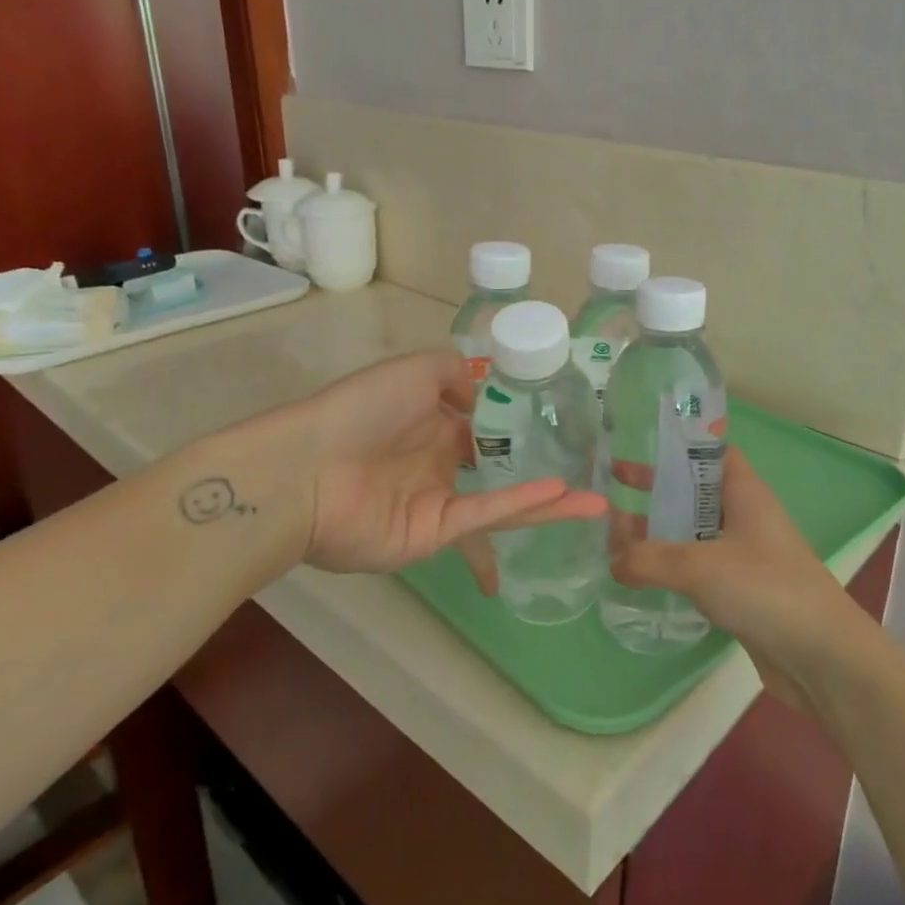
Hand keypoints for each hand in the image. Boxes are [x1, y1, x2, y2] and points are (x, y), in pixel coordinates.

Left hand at [284, 349, 603, 580]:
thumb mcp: (416, 370)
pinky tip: (563, 496)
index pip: (485, 424)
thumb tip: (487, 392)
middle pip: (501, 466)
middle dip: (543, 468)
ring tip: (598, 505)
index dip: (522, 422)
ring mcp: (440, 501)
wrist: (306, 470)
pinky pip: (486, 517)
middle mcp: (441, 462)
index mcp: (433, 421)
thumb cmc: (362, 410)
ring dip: (550, 502)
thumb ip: (456, 373)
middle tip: (594, 468)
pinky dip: (523, 506)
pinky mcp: (435, 534)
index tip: (565, 421)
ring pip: (504, 500)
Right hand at [610, 449, 875, 708]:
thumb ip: (650, 559)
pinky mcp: (742, 591)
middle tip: (613, 489)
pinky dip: (673, 567)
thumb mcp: (699, 566)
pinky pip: (700, 568)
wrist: (822, 656)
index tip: (637, 446)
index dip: (677, 446)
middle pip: (696, 492)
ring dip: (661, 532)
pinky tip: (644, 576)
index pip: (710, 452)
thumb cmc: (765, 588)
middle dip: (658, 490)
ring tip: (615, 536)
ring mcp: (745, 555)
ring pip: (695, 533)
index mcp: (745, 492)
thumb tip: (612, 561)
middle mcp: (745, 516)